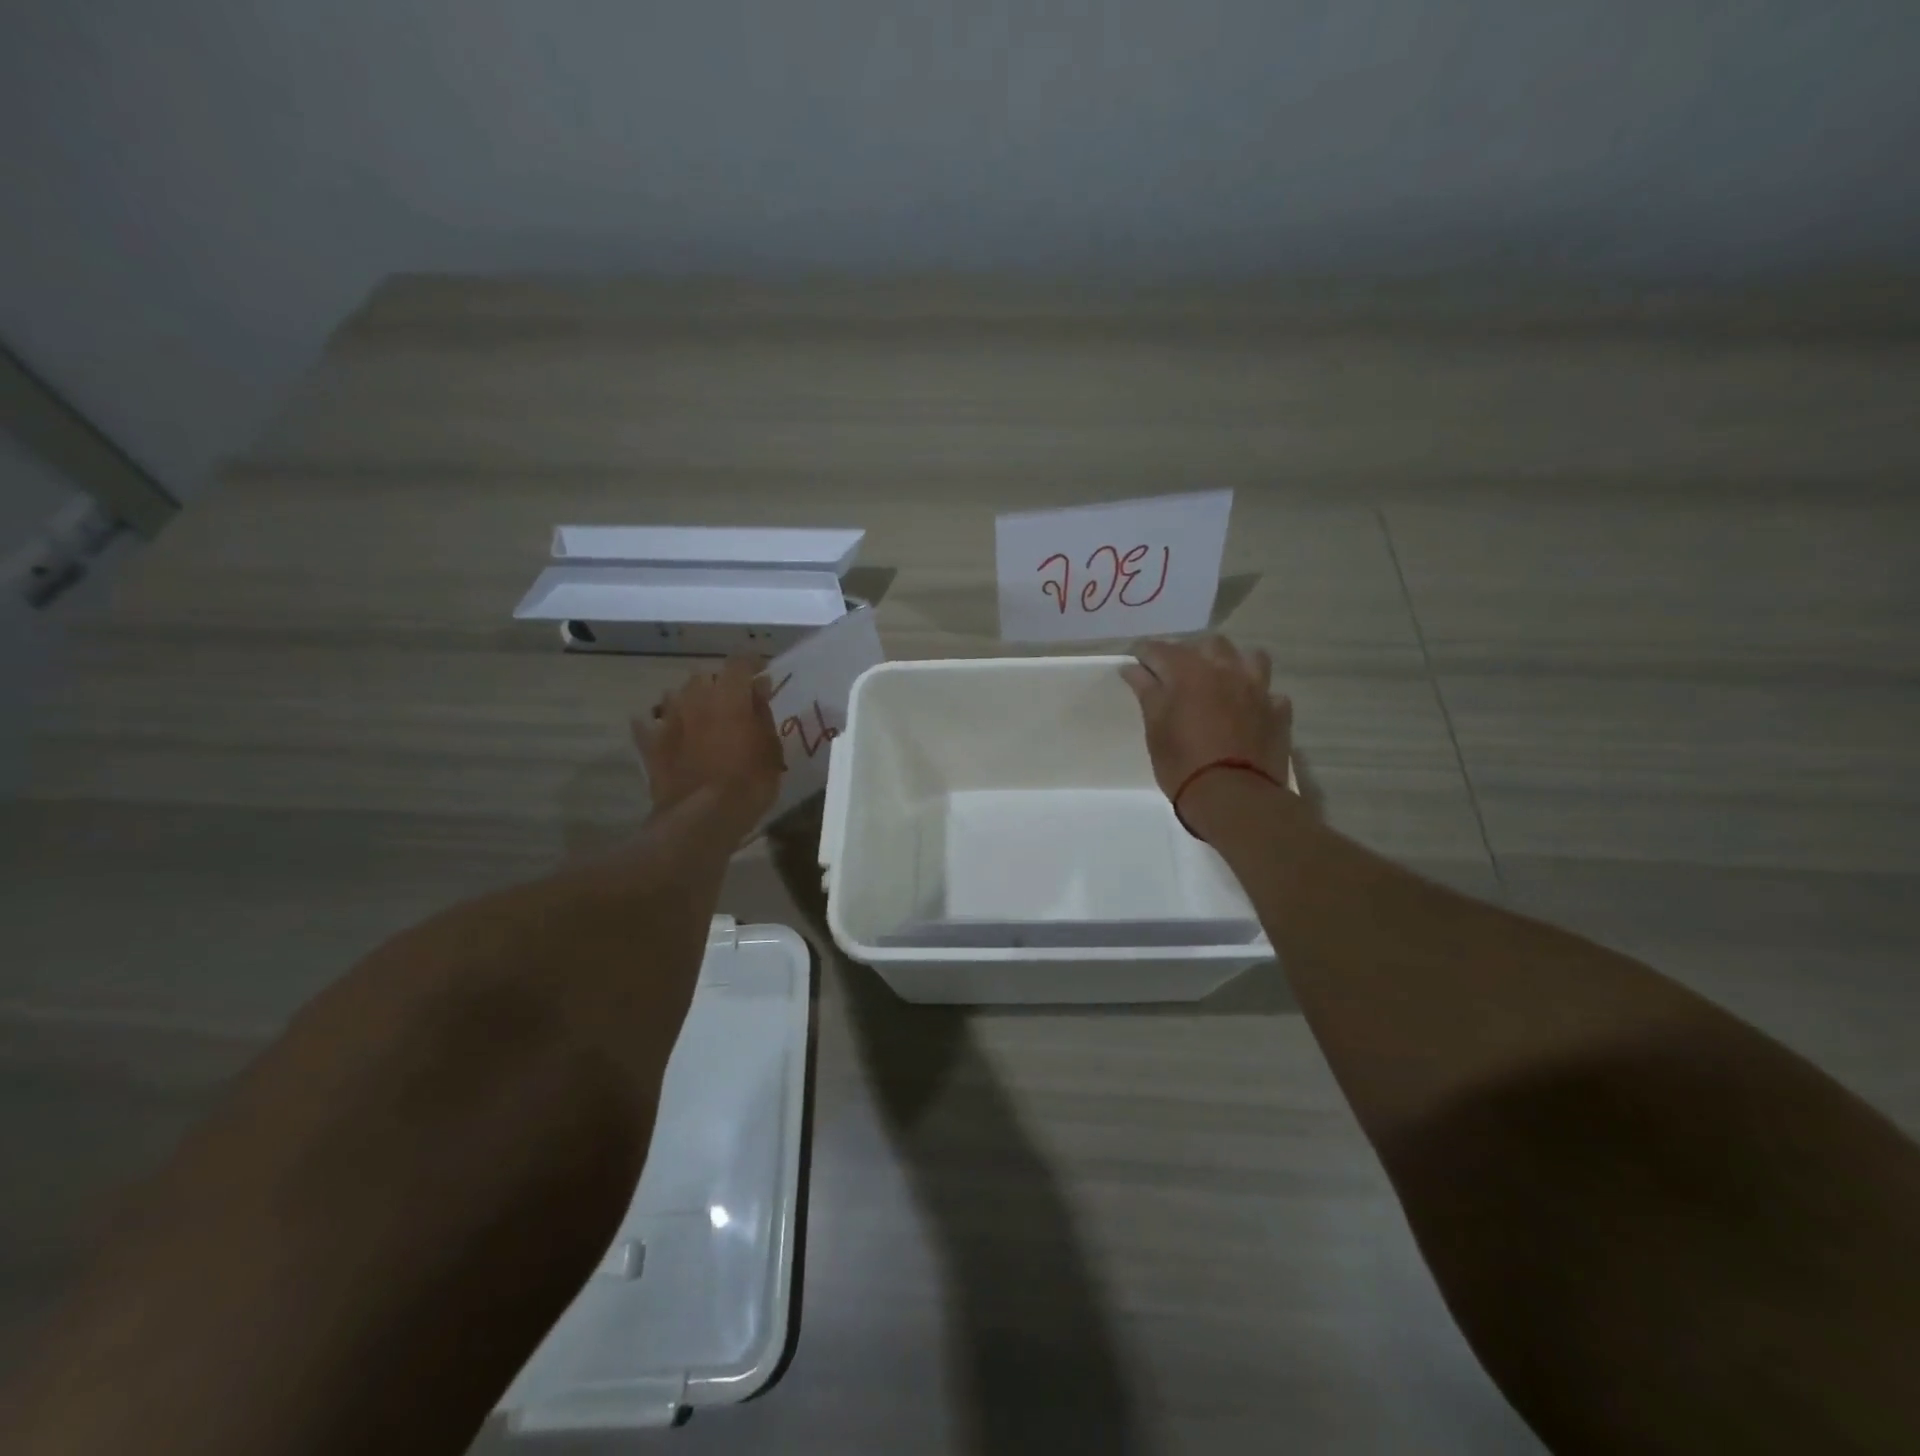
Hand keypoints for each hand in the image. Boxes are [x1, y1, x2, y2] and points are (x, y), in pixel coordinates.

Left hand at [632, 656, 784, 832]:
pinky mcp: (650, 744)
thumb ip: (763, 713)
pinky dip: (658, 726)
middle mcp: (694, 697)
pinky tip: (664, 735)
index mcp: (729, 694)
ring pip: (675, 695)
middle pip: (704, 676)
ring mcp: (667, 719)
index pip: (740, 662)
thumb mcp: (771, 748)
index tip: (762, 675)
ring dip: (689, 701)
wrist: (702, 818)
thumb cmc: (748, 782)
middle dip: (718, 684)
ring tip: (700, 718)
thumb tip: (758, 688)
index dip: (752, 664)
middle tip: (732, 703)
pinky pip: (649, 725)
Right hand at [1121, 636, 1292, 804]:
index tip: (1135, 665)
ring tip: (1220, 682)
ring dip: (1232, 664)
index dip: (1144, 655)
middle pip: (1208, 644)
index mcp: (1189, 671)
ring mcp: (1257, 688)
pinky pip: (1270, 692)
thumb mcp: (1155, 728)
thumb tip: (1133, 668)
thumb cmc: (1182, 763)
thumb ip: (1147, 691)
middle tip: (1176, 675)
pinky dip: (1257, 696)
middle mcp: (1226, 670)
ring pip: (1248, 657)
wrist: (1233, 797)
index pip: (1160, 649)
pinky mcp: (1278, 711)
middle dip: (1190, 653)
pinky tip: (1249, 710)